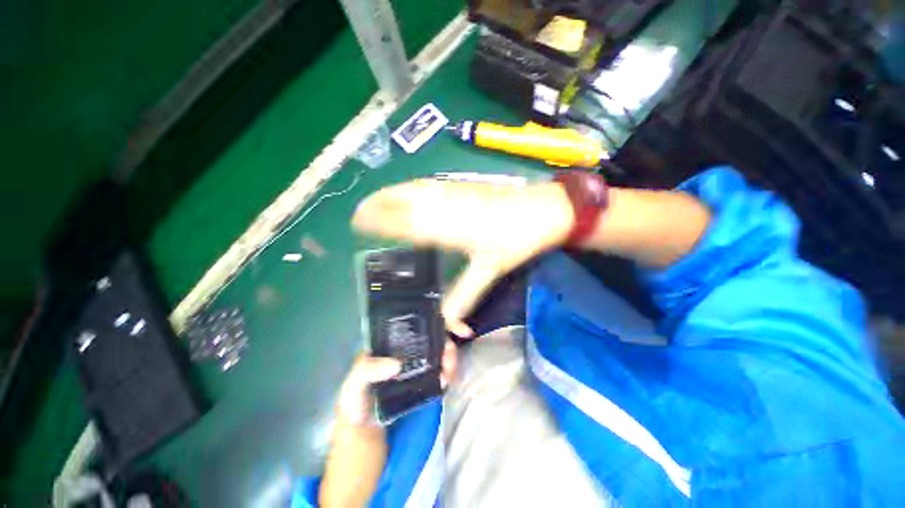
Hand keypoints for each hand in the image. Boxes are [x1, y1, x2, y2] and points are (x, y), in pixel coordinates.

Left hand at [322, 342, 457, 507]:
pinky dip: (448, 371)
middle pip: (429, 339)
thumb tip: (398, 363)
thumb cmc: (355, 408)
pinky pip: (439, 372)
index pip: (409, 328)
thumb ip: (367, 370)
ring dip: (448, 356)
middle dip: (443, 342)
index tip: (441, 328)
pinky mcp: (423, 385)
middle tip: (449, 355)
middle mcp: (403, 354)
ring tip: (449, 369)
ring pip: (437, 354)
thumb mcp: (353, 387)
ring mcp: (415, 369)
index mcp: (387, 348)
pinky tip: (447, 379)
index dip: (428, 325)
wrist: (364, 441)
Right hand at [353, 180, 572, 336]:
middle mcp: (443, 204)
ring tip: (375, 203)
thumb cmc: (517, 238)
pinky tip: (408, 194)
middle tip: (359, 215)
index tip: (357, 224)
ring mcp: (453, 190)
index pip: (401, 222)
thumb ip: (463, 296)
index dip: (377, 221)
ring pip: (412, 188)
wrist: (543, 208)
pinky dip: (409, 188)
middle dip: (376, 205)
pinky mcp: (462, 184)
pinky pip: (426, 184)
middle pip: (400, 200)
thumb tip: (447, 323)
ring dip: (390, 194)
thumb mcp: (489, 270)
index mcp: (447, 227)